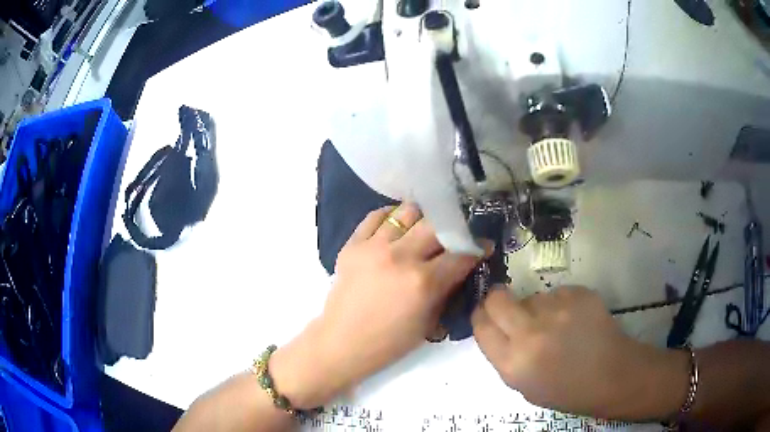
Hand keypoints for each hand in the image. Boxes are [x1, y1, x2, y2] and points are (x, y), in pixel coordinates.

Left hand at [271, 203, 487, 407]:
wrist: (342, 343)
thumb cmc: (389, 342)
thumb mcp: (429, 322)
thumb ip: (447, 290)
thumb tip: (460, 268)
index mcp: (423, 282)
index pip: (460, 254)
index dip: (477, 248)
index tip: (483, 246)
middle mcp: (401, 256)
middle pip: (437, 225)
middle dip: (452, 229)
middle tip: (454, 236)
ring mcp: (373, 247)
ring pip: (407, 212)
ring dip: (422, 219)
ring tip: (423, 230)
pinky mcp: (352, 244)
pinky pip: (375, 216)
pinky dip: (390, 217)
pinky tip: (396, 227)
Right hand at [472, 286, 688, 419]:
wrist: (612, 375)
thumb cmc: (566, 389)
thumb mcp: (524, 385)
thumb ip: (504, 356)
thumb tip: (495, 326)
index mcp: (513, 363)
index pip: (481, 325)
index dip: (481, 317)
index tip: (487, 316)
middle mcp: (531, 333)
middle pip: (497, 298)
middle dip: (498, 300)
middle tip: (512, 310)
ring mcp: (558, 310)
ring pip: (532, 296)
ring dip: (536, 307)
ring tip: (557, 326)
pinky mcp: (579, 294)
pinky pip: (557, 293)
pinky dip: (560, 304)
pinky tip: (575, 320)